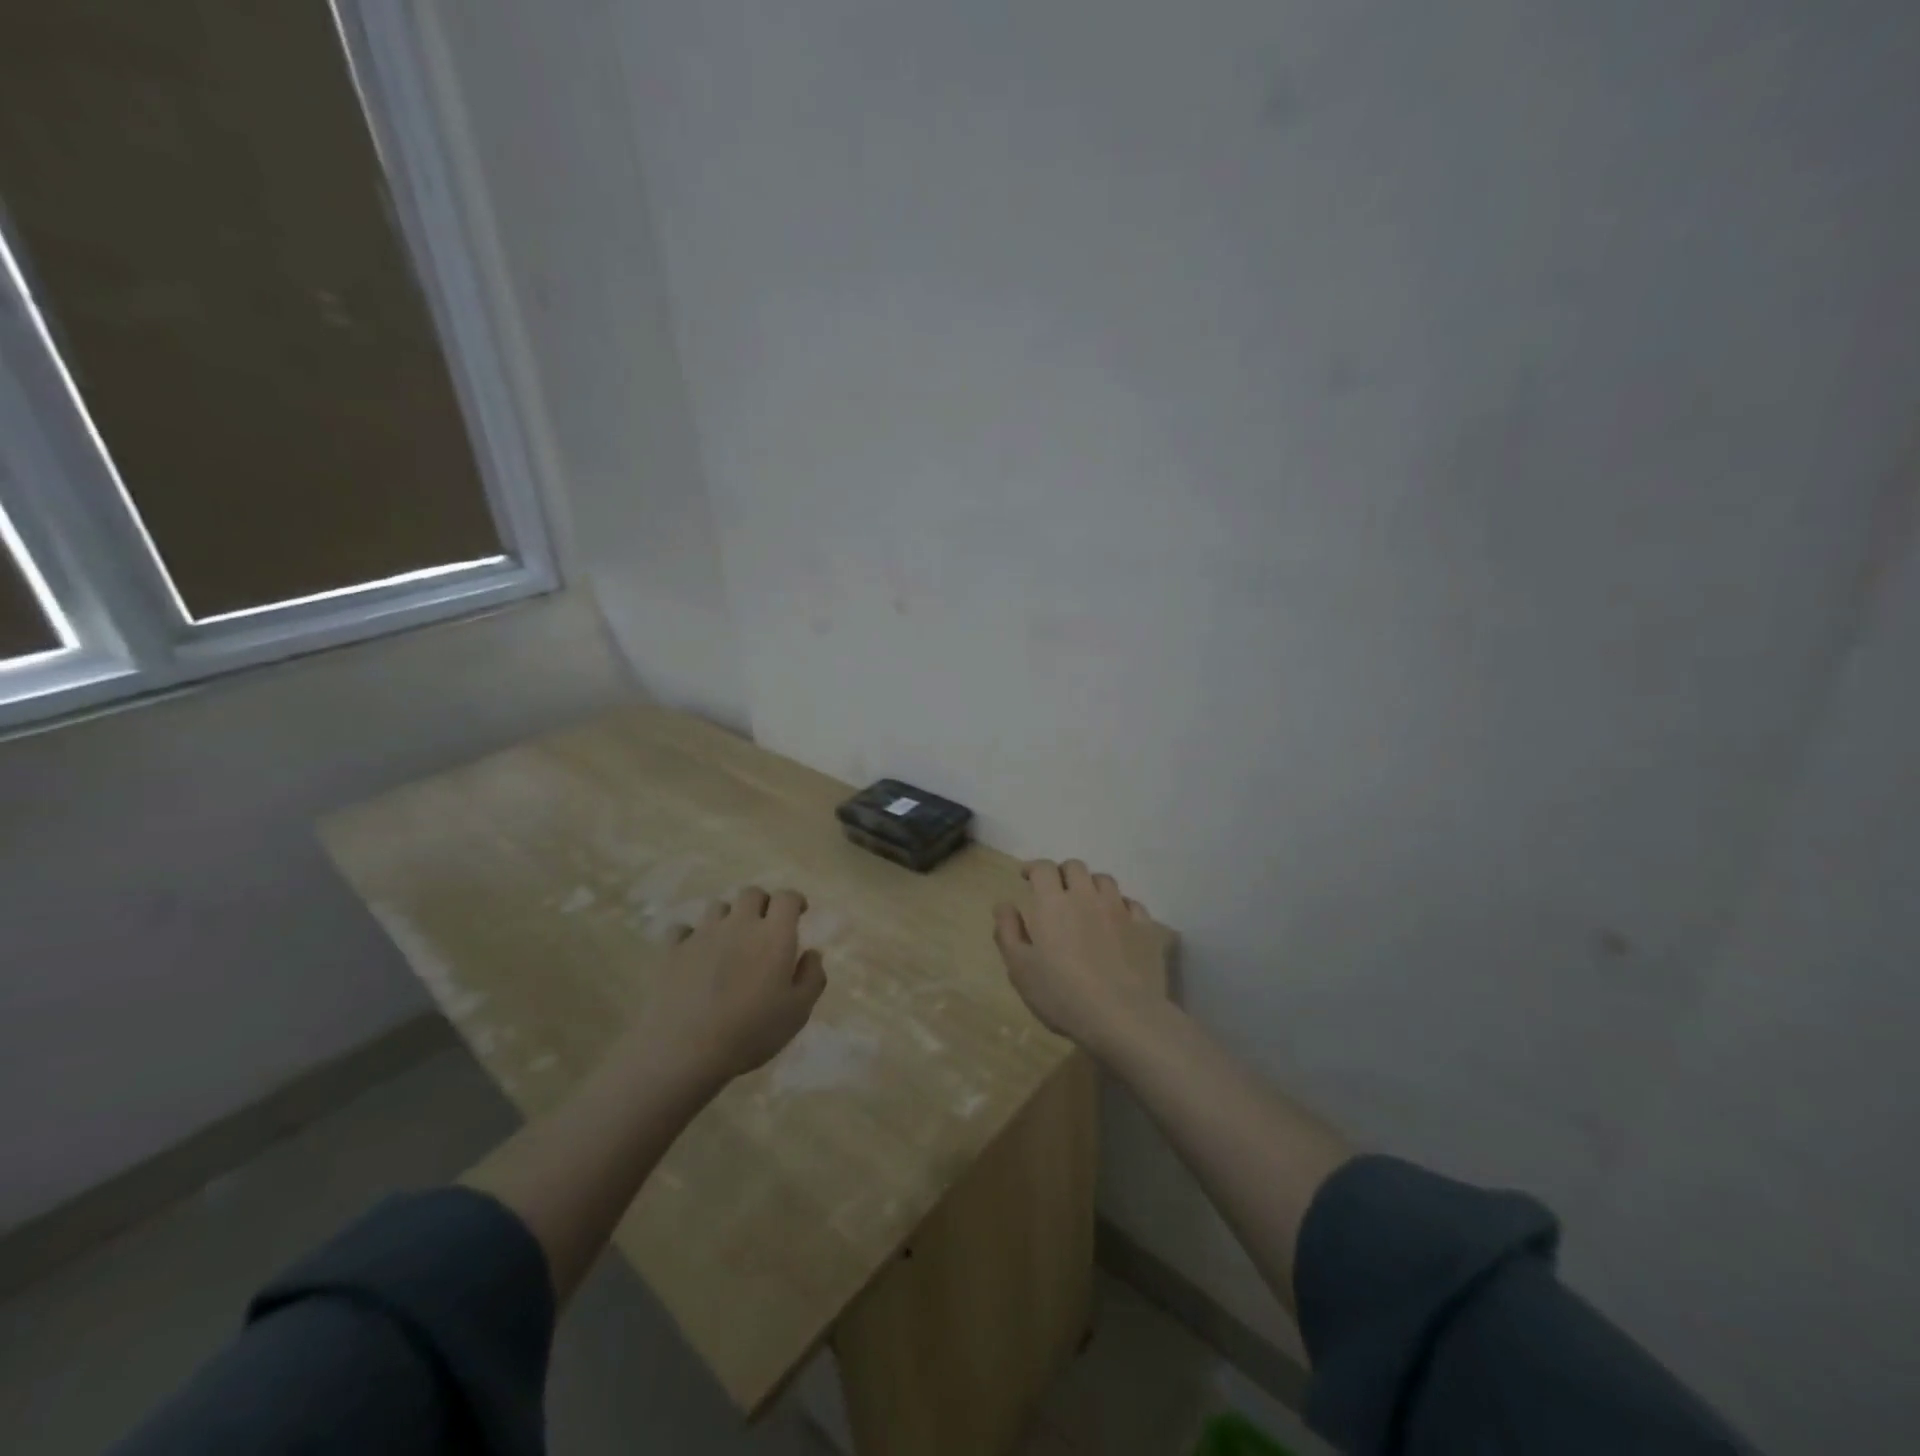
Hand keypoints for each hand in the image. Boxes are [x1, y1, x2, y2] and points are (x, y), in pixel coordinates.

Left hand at [641, 886, 826, 1083]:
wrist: (685, 1050)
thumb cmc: (751, 1031)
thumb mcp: (798, 1012)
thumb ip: (812, 977)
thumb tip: (812, 953)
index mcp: (774, 934)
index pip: (787, 897)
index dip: (795, 901)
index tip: (799, 913)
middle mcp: (739, 924)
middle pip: (751, 893)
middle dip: (762, 904)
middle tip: (765, 927)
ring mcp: (703, 934)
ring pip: (718, 907)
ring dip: (728, 918)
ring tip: (730, 942)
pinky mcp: (673, 950)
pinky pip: (682, 930)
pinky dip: (691, 936)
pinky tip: (695, 955)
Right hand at [994, 860, 1171, 1053]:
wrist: (1123, 1016)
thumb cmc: (1062, 994)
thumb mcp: (1020, 969)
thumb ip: (1008, 932)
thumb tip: (1004, 904)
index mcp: (1052, 903)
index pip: (1043, 868)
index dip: (1033, 868)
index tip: (1026, 877)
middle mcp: (1086, 896)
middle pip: (1075, 867)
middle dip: (1062, 873)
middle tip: (1056, 891)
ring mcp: (1119, 910)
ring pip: (1105, 880)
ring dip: (1092, 886)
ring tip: (1087, 903)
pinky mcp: (1145, 928)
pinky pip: (1132, 904)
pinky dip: (1121, 906)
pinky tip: (1117, 921)